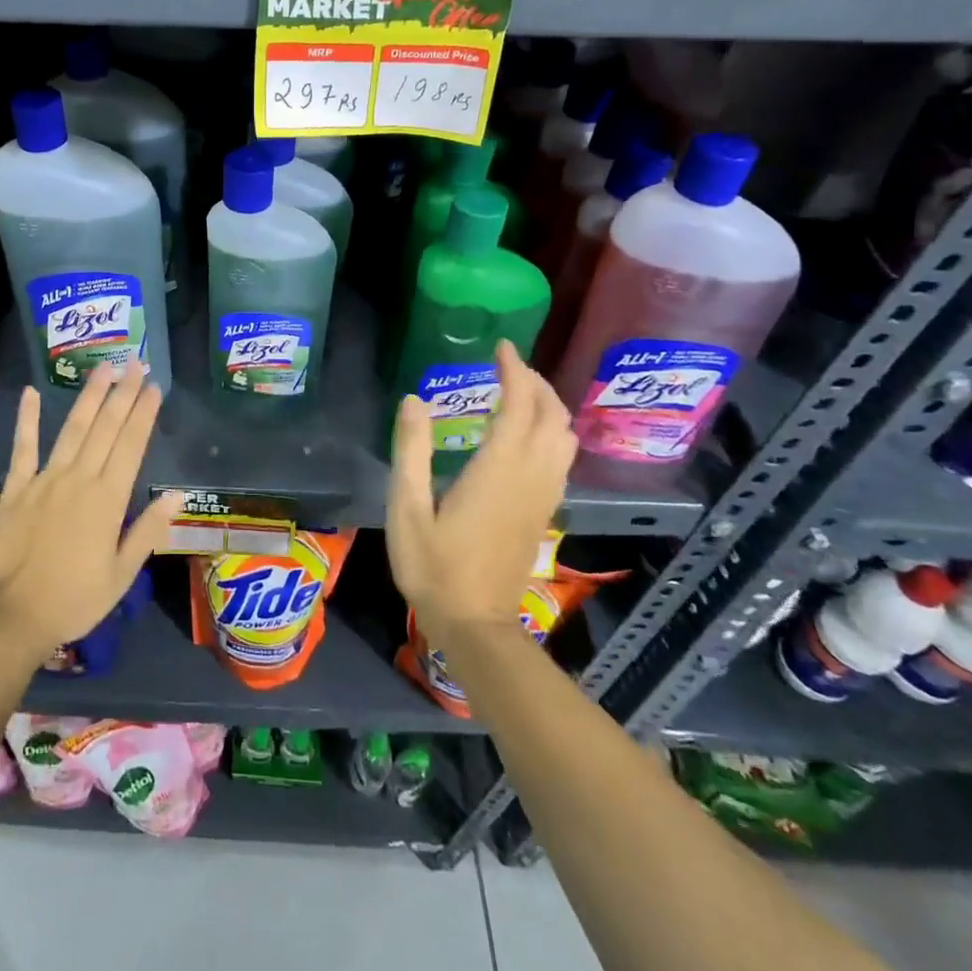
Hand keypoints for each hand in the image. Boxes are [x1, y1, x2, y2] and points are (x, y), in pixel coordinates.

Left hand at [0, 362, 179, 661]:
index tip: (154, 387)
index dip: (144, 413)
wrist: (11, 618)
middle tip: (135, 364)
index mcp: (107, 500)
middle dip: (123, 394)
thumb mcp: (122, 575)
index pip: (131, 445)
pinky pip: (22, 448)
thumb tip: (176, 495)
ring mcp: (44, 480)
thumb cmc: (74, 601)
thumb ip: (148, 531)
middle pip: (105, 428)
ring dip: (89, 397)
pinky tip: (31, 393)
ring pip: (72, 430)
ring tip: (102, 369)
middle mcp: (79, 479)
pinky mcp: (16, 489)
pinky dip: (27, 420)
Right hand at [386, 339, 575, 640]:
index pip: (519, 405)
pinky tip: (527, 433)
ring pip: (564, 436)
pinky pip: (562, 457)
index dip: (514, 371)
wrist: (475, 623)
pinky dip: (551, 430)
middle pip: (552, 415)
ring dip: (548, 405)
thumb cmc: (434, 566)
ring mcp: (543, 495)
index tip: (500, 347)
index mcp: (498, 469)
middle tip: (507, 364)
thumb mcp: (407, 508)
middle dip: (535, 382)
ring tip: (519, 391)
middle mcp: (530, 476)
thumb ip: (411, 451)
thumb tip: (414, 400)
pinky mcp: (544, 511)